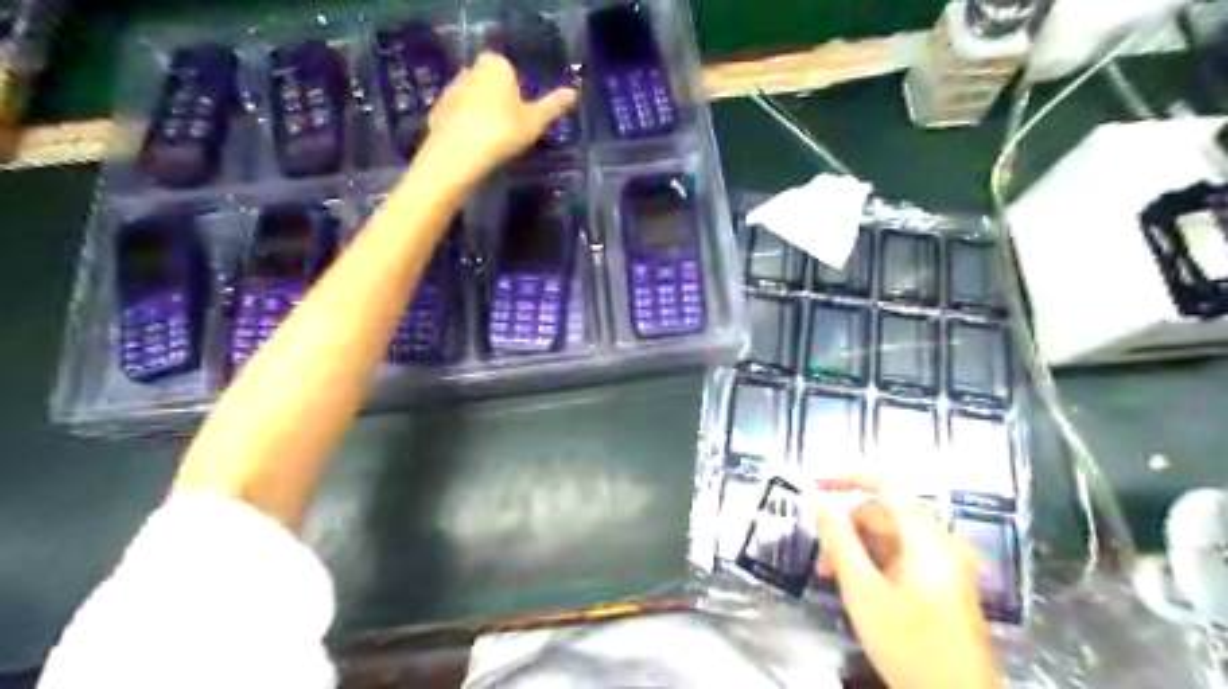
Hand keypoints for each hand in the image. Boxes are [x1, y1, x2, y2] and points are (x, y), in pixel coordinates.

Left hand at [423, 47, 575, 179]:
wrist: (457, 155)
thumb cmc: (502, 132)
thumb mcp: (535, 122)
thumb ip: (554, 105)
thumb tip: (573, 92)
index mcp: (495, 64)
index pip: (511, 71)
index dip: (520, 93)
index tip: (524, 115)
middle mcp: (470, 69)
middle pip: (491, 84)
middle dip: (500, 101)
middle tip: (511, 130)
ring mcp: (450, 90)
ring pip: (474, 100)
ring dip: (482, 115)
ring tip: (493, 143)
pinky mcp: (436, 111)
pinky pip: (458, 117)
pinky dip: (466, 128)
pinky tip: (474, 148)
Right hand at [815, 477, 1001, 688]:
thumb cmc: (910, 645)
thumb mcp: (864, 590)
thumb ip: (838, 538)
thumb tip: (814, 497)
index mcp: (925, 537)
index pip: (886, 481)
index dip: (846, 475)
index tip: (813, 485)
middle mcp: (938, 542)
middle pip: (883, 513)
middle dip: (846, 527)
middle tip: (821, 562)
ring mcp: (942, 564)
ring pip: (888, 537)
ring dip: (856, 549)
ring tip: (833, 580)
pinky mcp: (940, 585)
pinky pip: (899, 557)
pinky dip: (873, 564)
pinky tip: (858, 590)